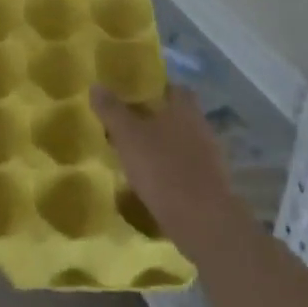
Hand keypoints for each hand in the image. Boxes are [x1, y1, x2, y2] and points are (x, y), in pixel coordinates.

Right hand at [91, 84, 241, 255]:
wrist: (202, 221)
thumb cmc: (163, 168)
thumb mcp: (128, 136)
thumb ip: (112, 110)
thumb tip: (96, 85)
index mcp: (185, 109)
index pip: (174, 88)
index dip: (155, 90)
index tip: (133, 97)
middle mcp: (201, 127)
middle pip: (178, 116)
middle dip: (156, 120)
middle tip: (129, 127)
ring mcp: (210, 157)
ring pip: (182, 143)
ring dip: (163, 147)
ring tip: (137, 156)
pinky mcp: (211, 184)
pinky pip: (187, 168)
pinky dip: (171, 171)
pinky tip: (153, 182)